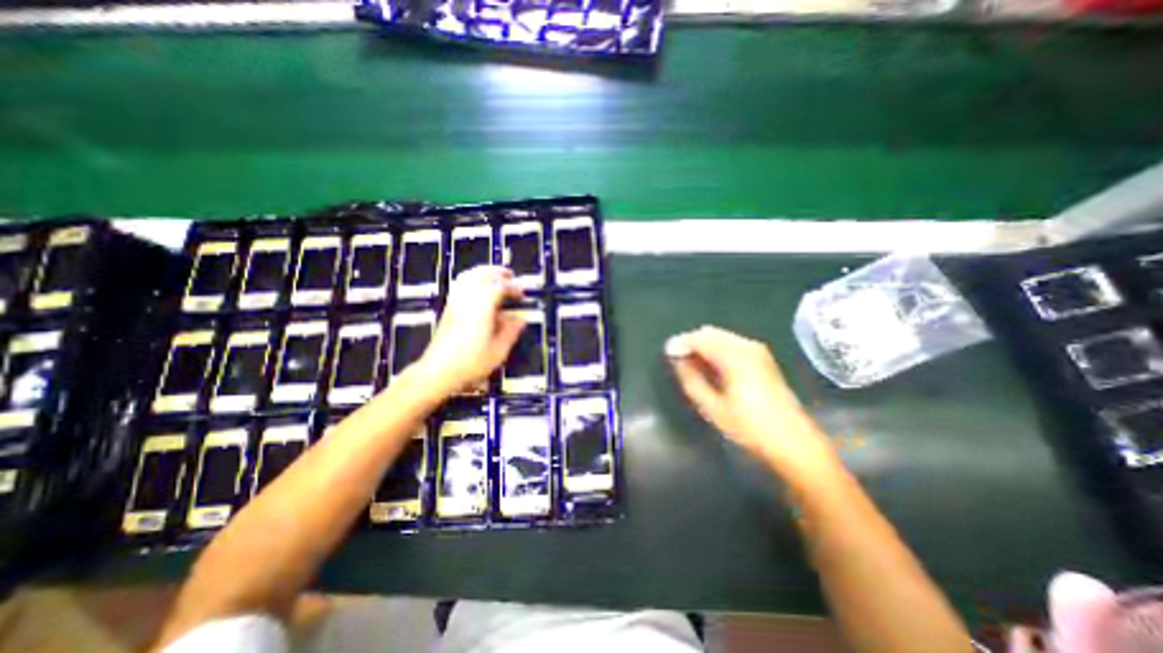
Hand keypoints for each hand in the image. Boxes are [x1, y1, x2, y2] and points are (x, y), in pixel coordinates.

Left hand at [419, 267, 528, 394]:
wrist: (437, 371)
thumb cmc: (470, 362)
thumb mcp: (498, 351)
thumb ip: (511, 332)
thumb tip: (521, 319)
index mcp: (481, 308)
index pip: (499, 287)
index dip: (512, 288)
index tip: (521, 294)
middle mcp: (467, 300)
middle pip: (481, 275)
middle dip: (497, 273)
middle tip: (510, 276)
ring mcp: (455, 303)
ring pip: (468, 277)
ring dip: (483, 273)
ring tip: (495, 278)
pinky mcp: (448, 309)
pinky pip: (460, 285)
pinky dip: (472, 280)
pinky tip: (478, 289)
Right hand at [662, 326, 835, 475]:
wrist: (793, 441)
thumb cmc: (749, 427)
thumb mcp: (713, 407)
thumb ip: (692, 379)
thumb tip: (678, 360)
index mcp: (735, 357)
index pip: (700, 338)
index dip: (681, 343)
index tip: (667, 354)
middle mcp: (747, 346)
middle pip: (710, 333)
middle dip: (691, 342)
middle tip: (678, 360)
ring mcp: (757, 350)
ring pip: (721, 337)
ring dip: (703, 346)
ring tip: (692, 365)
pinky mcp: (762, 358)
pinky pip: (731, 343)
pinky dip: (716, 349)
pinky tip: (711, 367)